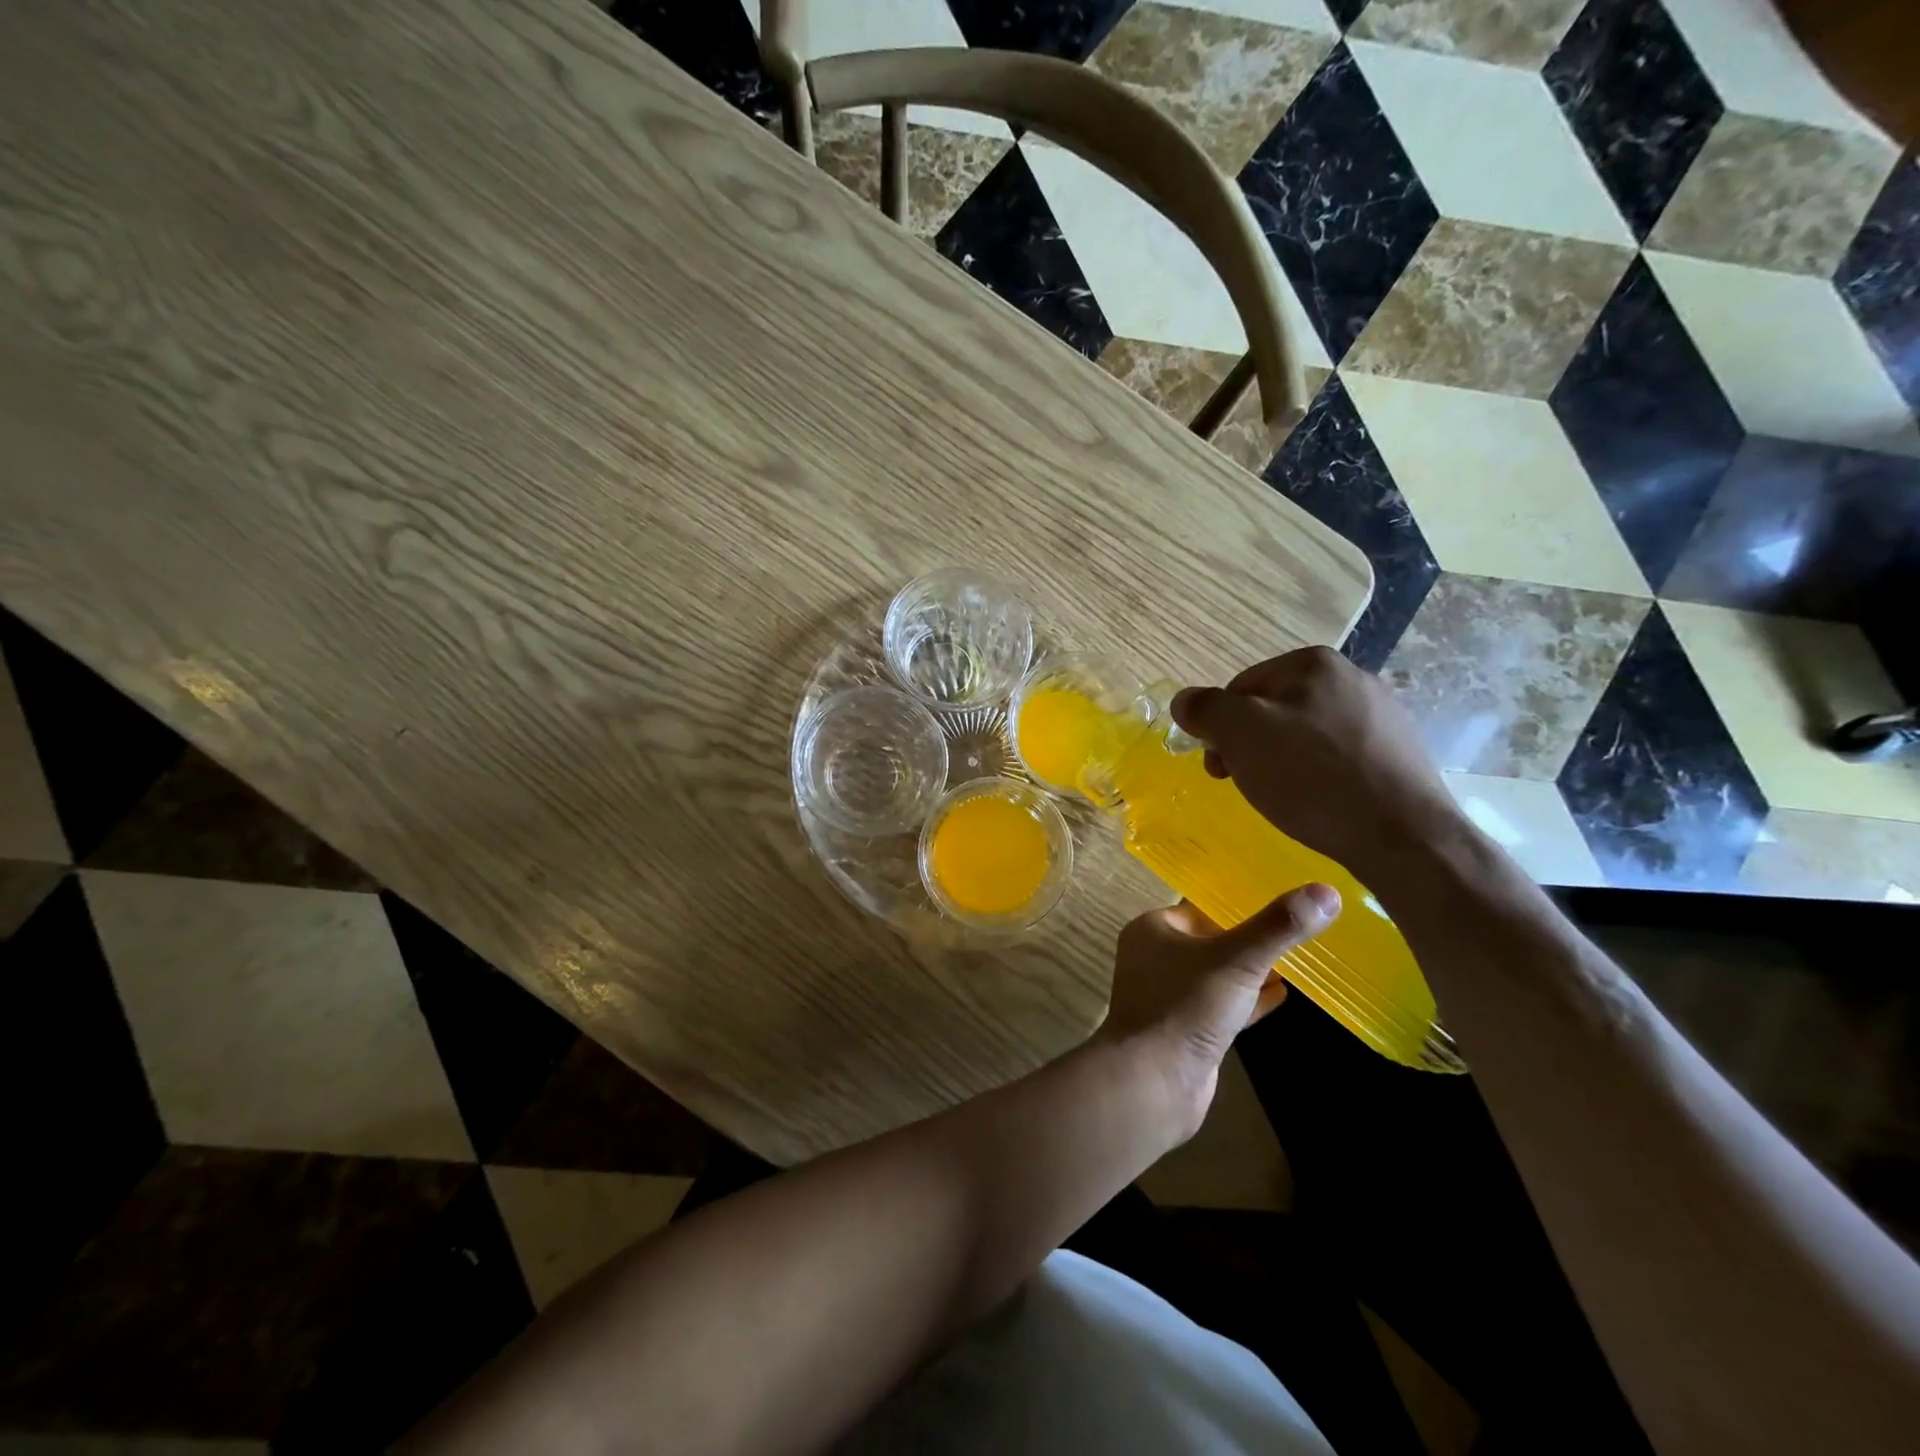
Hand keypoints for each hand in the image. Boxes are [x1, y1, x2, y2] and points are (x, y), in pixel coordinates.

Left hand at [1102, 885, 1340, 1129]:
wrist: (1153, 1083)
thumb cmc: (1186, 1006)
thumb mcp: (1237, 959)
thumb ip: (1278, 927)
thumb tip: (1326, 892)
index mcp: (1153, 929)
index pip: (1201, 906)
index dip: (1240, 904)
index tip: (1282, 901)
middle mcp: (1155, 958)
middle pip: (1212, 940)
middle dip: (1251, 939)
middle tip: (1296, 930)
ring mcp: (1169, 996)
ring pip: (1218, 975)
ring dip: (1253, 971)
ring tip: (1298, 961)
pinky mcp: (1185, 1030)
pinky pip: (1222, 1006)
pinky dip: (1249, 1000)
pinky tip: (1283, 996)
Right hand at [1170, 646, 1462, 885]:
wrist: (1404, 835)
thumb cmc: (1313, 778)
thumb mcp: (1241, 736)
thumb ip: (1205, 709)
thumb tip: (1185, 701)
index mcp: (1312, 663)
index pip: (1239, 688)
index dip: (1219, 728)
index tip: (1220, 768)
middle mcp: (1352, 677)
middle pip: (1273, 709)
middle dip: (1250, 745)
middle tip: (1245, 784)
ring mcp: (1381, 714)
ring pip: (1305, 734)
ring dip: (1282, 761)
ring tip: (1285, 798)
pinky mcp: (1398, 752)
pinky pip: (1338, 756)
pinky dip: (1319, 775)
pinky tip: (1320, 802)